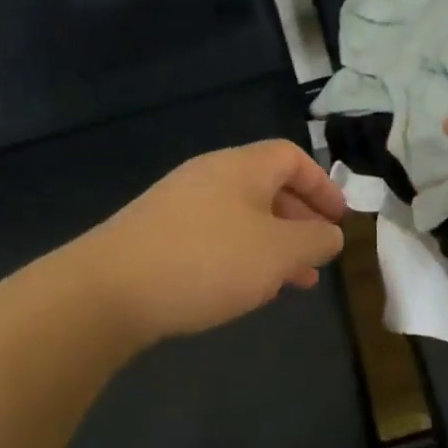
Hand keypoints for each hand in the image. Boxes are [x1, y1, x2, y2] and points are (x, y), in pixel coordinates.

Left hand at [73, 139, 347, 344]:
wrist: (108, 290)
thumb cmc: (207, 262)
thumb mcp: (279, 253)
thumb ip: (315, 240)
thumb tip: (330, 234)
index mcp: (240, 167)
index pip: (292, 157)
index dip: (322, 185)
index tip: (339, 219)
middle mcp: (208, 177)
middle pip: (267, 187)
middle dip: (300, 220)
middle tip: (318, 254)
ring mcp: (178, 205)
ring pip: (242, 217)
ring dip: (273, 244)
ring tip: (292, 281)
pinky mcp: (157, 235)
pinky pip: (214, 236)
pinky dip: (241, 255)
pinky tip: (244, 288)